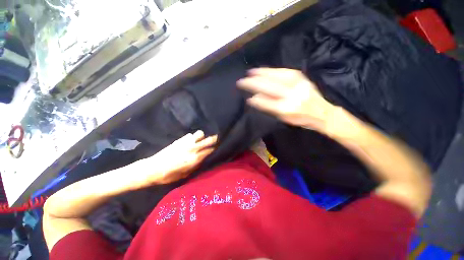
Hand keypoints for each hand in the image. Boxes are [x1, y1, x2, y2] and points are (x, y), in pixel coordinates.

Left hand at [140, 130, 216, 184]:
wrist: (152, 168)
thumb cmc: (169, 176)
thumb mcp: (185, 175)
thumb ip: (196, 166)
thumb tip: (203, 159)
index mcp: (195, 159)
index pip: (210, 150)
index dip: (215, 148)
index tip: (217, 147)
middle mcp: (193, 148)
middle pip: (208, 140)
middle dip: (214, 139)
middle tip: (216, 139)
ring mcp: (186, 142)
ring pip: (200, 133)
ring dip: (202, 137)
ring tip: (200, 140)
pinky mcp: (180, 140)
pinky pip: (190, 135)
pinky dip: (193, 137)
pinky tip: (191, 141)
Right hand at [237, 68, 334, 132]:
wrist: (322, 112)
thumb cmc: (301, 118)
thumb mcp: (284, 118)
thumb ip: (269, 107)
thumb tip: (254, 98)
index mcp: (286, 108)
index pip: (266, 103)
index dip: (256, 100)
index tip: (247, 98)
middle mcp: (291, 95)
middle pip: (268, 87)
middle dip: (253, 83)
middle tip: (242, 81)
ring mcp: (297, 84)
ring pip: (275, 76)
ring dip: (261, 74)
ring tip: (250, 72)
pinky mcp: (301, 77)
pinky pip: (283, 71)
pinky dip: (271, 70)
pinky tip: (264, 70)